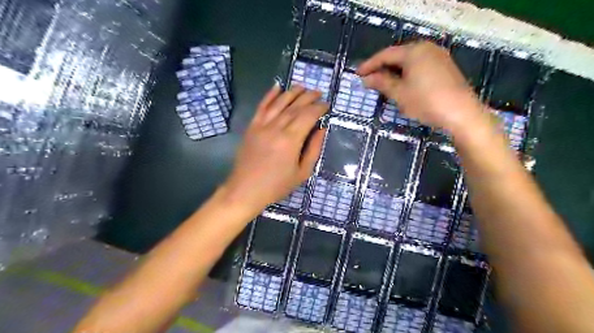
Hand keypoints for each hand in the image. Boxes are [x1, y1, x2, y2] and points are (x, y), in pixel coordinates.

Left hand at [221, 85, 326, 211]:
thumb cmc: (276, 185)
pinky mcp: (252, 127)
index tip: (326, 105)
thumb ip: (314, 149)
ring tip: (303, 87)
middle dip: (309, 97)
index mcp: (291, 140)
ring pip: (279, 103)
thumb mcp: (302, 173)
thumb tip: (321, 129)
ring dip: (292, 92)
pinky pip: (261, 107)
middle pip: (295, 107)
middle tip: (319, 93)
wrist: (245, 190)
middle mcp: (276, 128)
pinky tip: (277, 87)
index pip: (308, 116)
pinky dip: (269, 95)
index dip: (319, 108)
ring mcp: (262, 126)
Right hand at [357, 41, 487, 131]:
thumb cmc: (426, 101)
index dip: (370, 65)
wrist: (461, 113)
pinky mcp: (445, 67)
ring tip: (383, 84)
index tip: (357, 74)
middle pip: (398, 56)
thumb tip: (366, 79)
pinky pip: (420, 66)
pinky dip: (407, 74)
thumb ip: (381, 83)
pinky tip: (402, 85)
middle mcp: (427, 48)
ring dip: (394, 72)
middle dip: (382, 68)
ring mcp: (438, 57)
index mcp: (414, 51)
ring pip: (409, 62)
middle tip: (369, 80)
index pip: (386, 55)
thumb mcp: (400, 93)